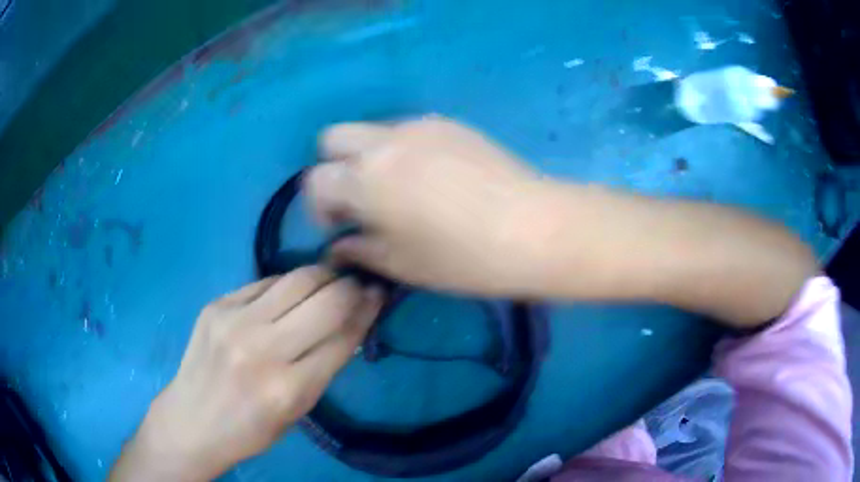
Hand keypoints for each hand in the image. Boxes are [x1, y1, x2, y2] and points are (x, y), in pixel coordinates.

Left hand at [110, 267, 381, 480]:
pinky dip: (286, 285)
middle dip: (350, 286)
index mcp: (288, 389)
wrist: (192, 420)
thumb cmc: (250, 428)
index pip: (343, 336)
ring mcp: (234, 321)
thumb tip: (355, 320)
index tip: (378, 294)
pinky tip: (290, 294)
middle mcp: (262, 349)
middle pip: (325, 299)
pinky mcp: (216, 304)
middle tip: (357, 285)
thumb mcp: (297, 410)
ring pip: (296, 279)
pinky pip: (265, 283)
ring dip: (322, 276)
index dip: (367, 310)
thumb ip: (326, 365)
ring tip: (329, 281)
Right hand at [305, 118, 542, 295]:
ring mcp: (419, 126)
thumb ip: (360, 250)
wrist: (533, 228)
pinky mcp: (449, 123)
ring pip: (372, 130)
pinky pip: (407, 129)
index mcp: (366, 178)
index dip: (320, 206)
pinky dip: (402, 149)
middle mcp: (384, 142)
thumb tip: (338, 246)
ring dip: (369, 156)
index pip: (316, 180)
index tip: (340, 227)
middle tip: (359, 199)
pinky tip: (432, 177)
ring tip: (399, 189)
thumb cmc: (463, 257)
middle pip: (333, 137)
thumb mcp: (402, 264)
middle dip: (335, 167)